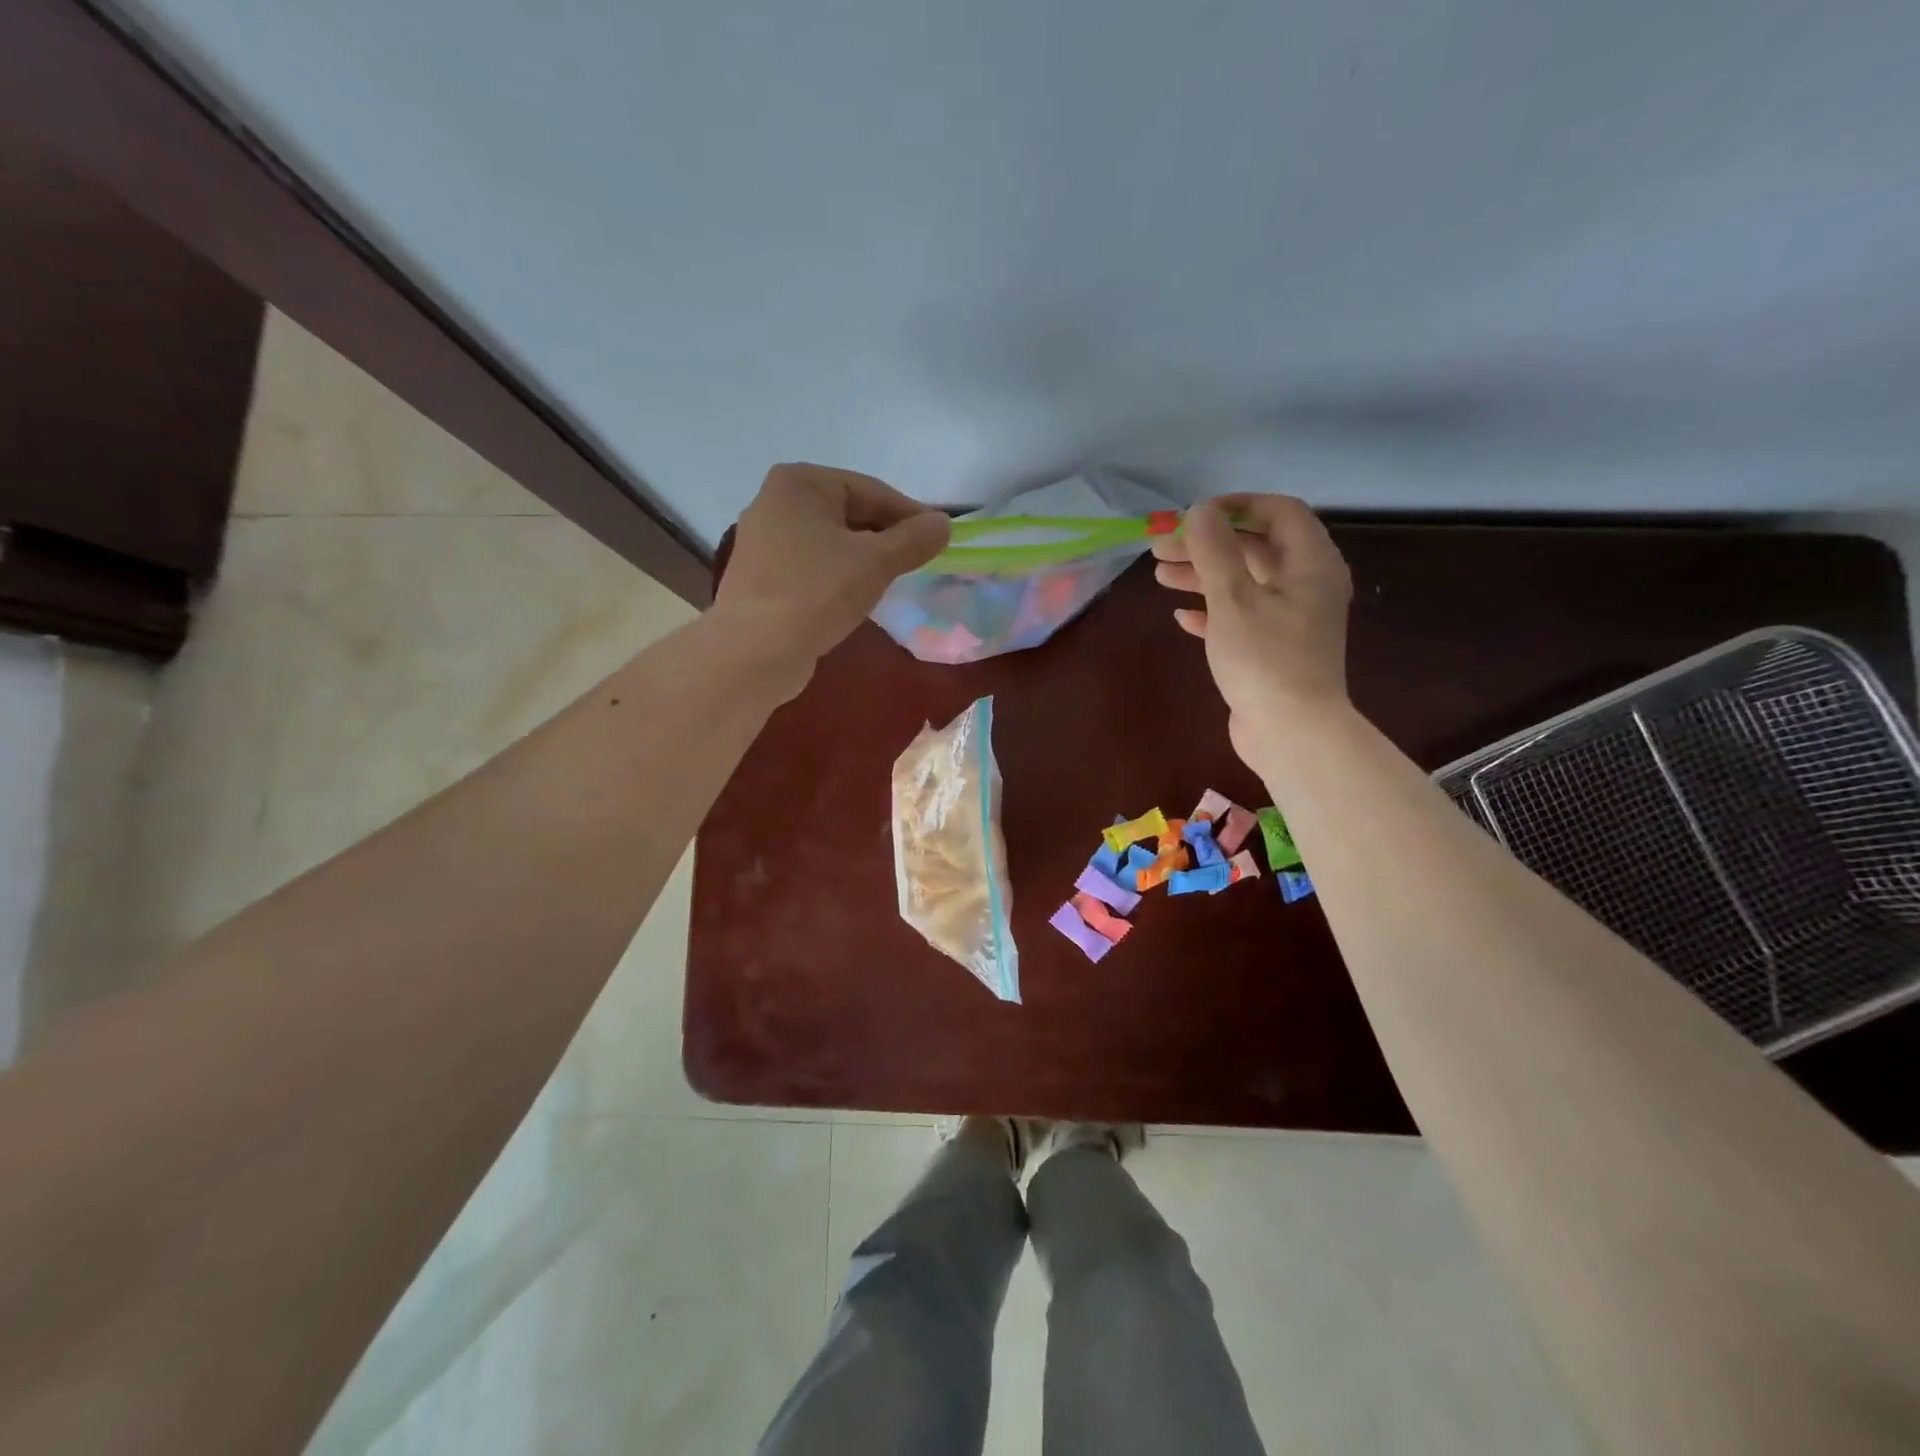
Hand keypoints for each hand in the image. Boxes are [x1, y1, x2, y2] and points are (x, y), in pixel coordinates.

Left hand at [712, 463, 950, 688]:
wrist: (755, 651)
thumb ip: (914, 539)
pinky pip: (813, 566)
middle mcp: (775, 502)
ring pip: (831, 542)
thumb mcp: (876, 562)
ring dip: (864, 558)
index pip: (871, 490)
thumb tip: (943, 524)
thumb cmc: (818, 592)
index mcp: (800, 482)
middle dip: (886, 536)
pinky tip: (857, 597)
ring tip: (893, 580)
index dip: (910, 514)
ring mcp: (764, 541)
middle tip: (919, 561)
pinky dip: (839, 575)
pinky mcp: (762, 576)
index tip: (939, 538)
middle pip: (849, 513)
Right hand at [1151, 495, 1353, 769]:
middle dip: (1207, 545)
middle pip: (1255, 548)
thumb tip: (1200, 511)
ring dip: (1203, 576)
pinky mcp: (1274, 648)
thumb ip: (1215, 551)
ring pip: (1245, 583)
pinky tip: (1183, 617)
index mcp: (1310, 563)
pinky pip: (1242, 617)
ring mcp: (1291, 618)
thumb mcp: (1233, 598)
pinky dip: (1213, 611)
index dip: (1235, 507)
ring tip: (1161, 577)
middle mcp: (1307, 584)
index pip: (1278, 512)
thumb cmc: (1264, 659)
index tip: (1193, 516)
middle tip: (1161, 549)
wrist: (1291, 732)